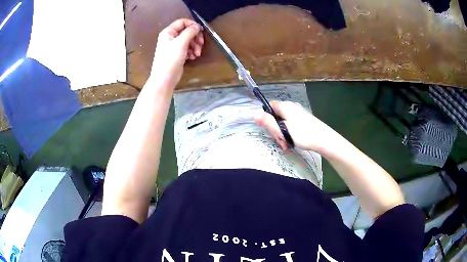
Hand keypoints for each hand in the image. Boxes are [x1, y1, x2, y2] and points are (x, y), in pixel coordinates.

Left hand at [149, 19, 203, 87]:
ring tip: (197, 53)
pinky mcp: (177, 54)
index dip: (192, 25)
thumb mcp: (181, 43)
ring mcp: (174, 46)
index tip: (201, 30)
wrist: (164, 78)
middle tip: (201, 44)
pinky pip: (187, 48)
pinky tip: (193, 57)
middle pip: (187, 32)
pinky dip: (192, 51)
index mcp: (168, 32)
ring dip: (195, 45)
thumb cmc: (170, 59)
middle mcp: (171, 37)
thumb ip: (190, 32)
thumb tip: (197, 26)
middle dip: (195, 37)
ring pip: (189, 40)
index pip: (182, 22)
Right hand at [254, 101, 342, 153]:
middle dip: (275, 130)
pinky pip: (291, 125)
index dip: (266, 118)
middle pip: (276, 116)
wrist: (324, 140)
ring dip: (282, 134)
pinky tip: (293, 143)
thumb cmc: (303, 134)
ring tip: (287, 146)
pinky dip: (290, 134)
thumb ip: (268, 122)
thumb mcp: (282, 130)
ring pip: (283, 122)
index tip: (270, 130)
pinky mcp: (304, 120)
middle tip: (280, 142)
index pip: (269, 107)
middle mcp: (292, 107)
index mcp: (285, 106)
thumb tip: (254, 114)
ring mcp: (299, 113)